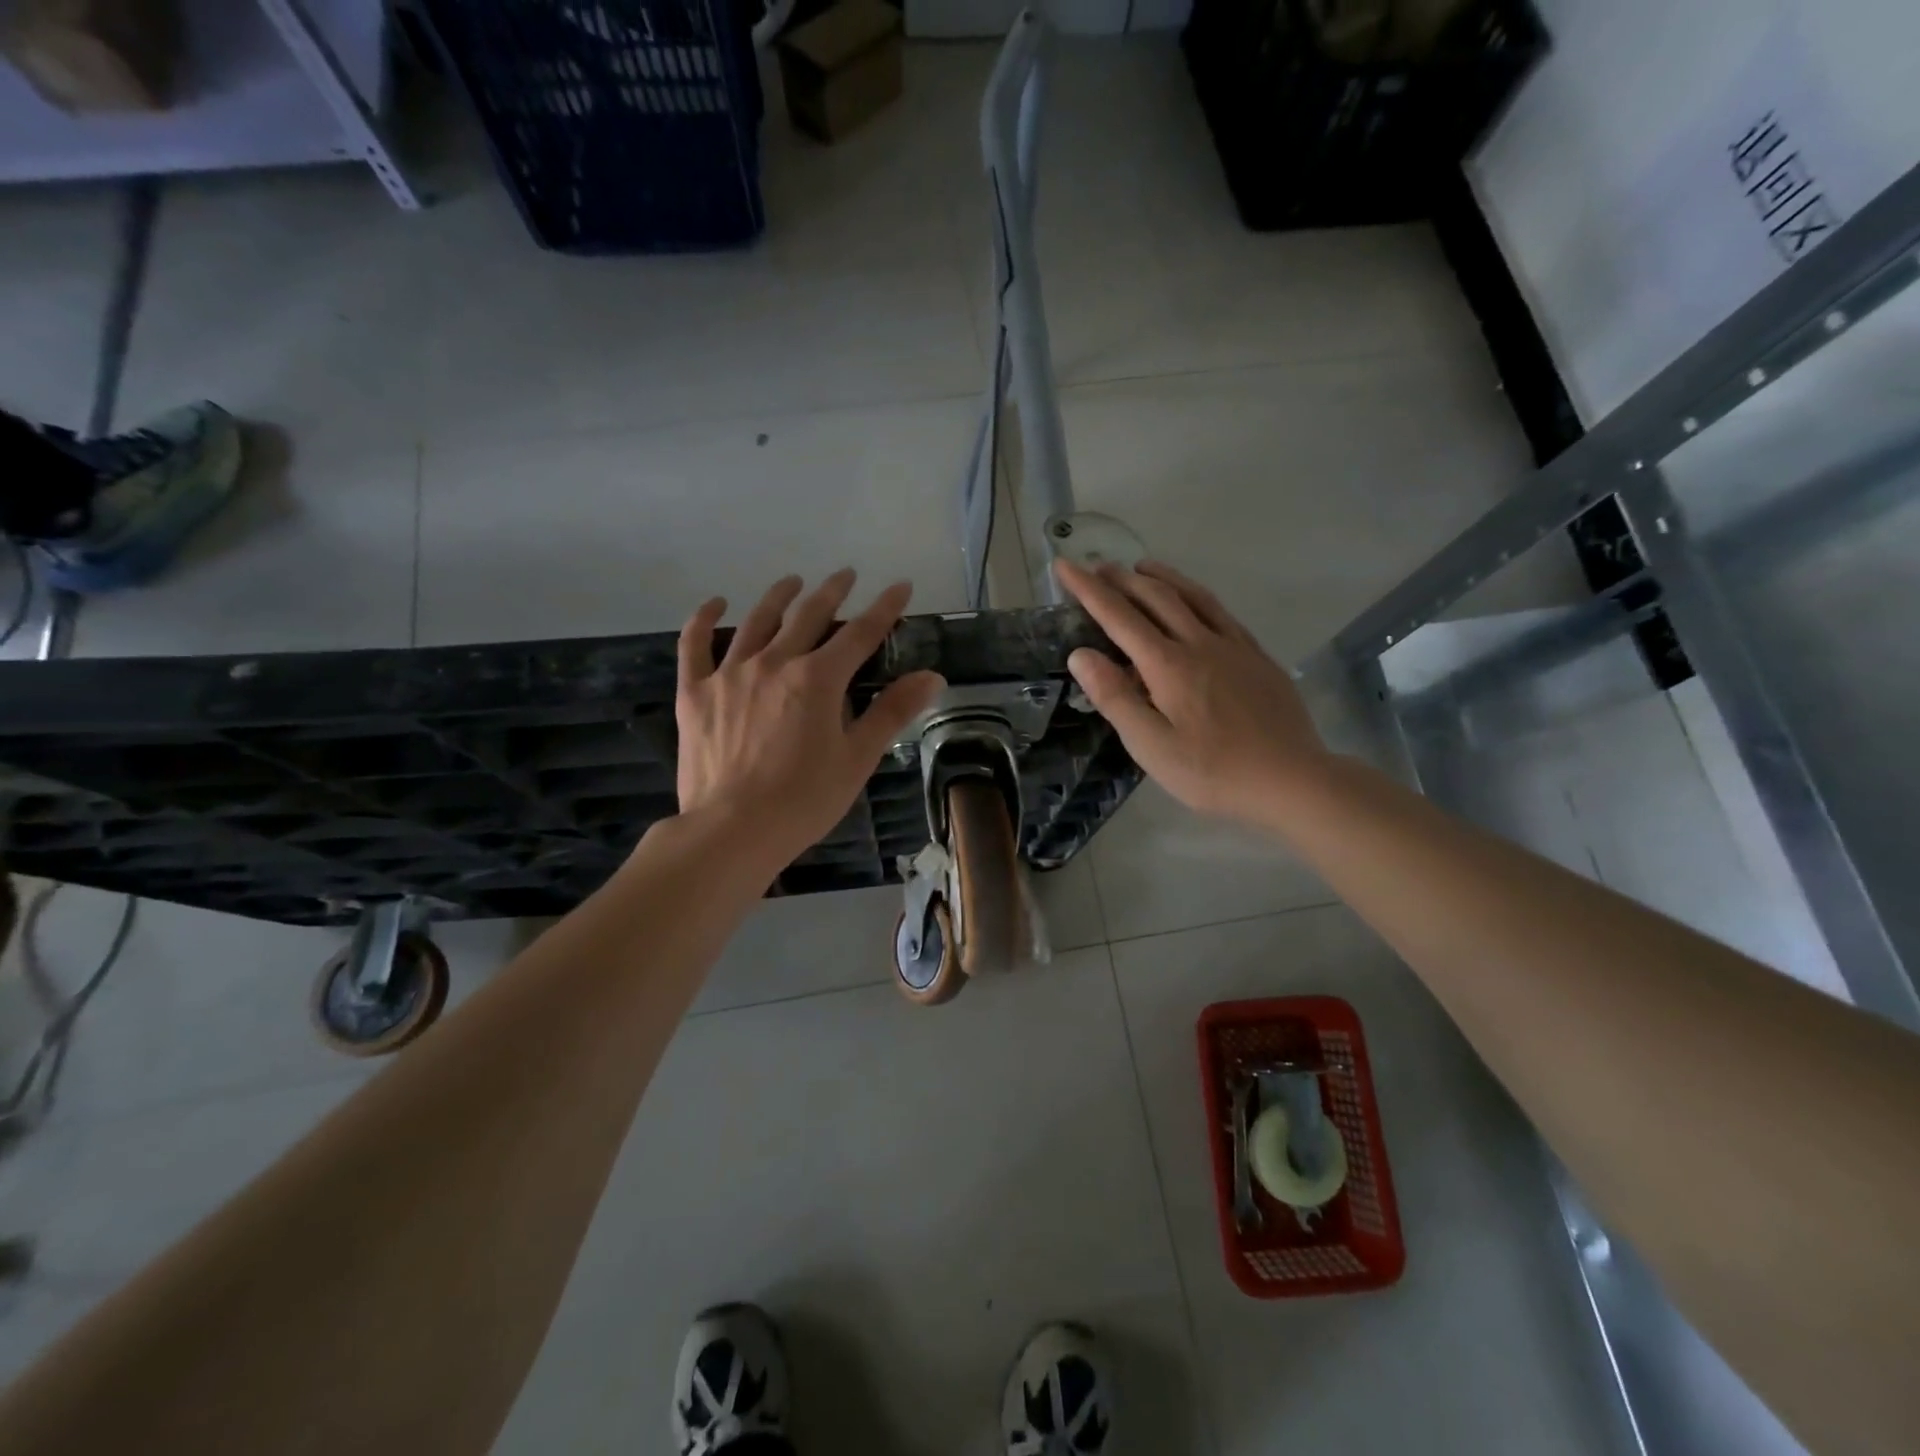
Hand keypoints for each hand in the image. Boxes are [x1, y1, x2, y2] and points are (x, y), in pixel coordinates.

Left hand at [676, 571, 943, 871]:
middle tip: (845, 575)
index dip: (884, 607)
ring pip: (756, 621)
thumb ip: (893, 712)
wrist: (732, 830)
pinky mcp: (694, 693)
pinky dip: (703, 619)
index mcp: (818, 679)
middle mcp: (774, 663)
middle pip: (808, 616)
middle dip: (831, 592)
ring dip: (778, 597)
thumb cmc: (804, 799)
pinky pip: (695, 645)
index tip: (900, 585)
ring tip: (792, 581)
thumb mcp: (858, 758)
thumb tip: (932, 676)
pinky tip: (715, 604)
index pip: (861, 632)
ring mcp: (729, 674)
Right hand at [1056, 558, 1329, 826]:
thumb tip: (1080, 654)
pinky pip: (1220, 611)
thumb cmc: (1212, 771)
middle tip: (1097, 565)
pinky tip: (1195, 601)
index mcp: (1167, 665)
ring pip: (1192, 596)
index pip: (1118, 616)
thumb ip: (1115, 697)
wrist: (1291, 779)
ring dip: (1162, 577)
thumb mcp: (1151, 746)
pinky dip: (1197, 595)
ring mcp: (1234, 646)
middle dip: (1121, 579)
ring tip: (1141, 567)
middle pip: (1155, 597)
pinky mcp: (1257, 657)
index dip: (1088, 589)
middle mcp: (1199, 643)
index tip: (1064, 565)